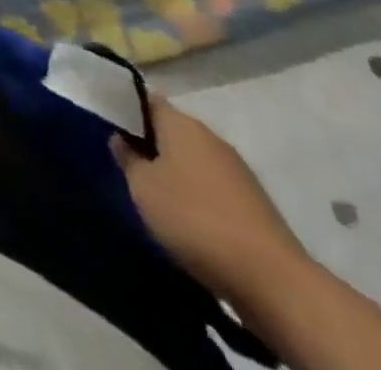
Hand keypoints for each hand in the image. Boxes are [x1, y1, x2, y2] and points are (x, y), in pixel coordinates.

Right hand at [112, 98, 309, 304]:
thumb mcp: (142, 186)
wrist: (274, 281)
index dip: (124, 106)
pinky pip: (212, 186)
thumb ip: (127, 157)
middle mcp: (210, 138)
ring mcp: (237, 171)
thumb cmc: (194, 218)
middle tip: (124, 159)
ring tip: (151, 190)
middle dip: (148, 141)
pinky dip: (196, 194)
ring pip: (192, 159)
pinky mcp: (254, 204)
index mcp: (181, 123)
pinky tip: (184, 215)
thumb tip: (123, 139)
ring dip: (173, 169)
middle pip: (170, 129)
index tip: (105, 120)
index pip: (145, 99)